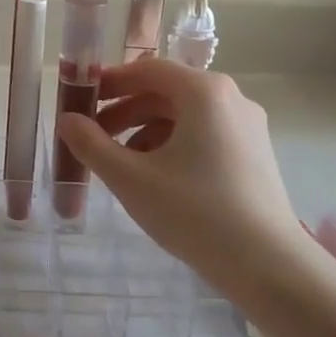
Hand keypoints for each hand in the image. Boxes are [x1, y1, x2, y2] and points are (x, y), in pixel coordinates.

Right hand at [54, 60, 300, 298]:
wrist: (269, 266)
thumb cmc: (195, 213)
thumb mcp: (130, 178)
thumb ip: (91, 144)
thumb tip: (66, 120)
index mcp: (204, 92)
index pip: (146, 70)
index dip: (109, 82)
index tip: (80, 99)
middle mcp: (230, 99)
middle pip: (165, 92)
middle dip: (124, 111)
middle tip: (92, 136)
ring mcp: (247, 127)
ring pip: (183, 116)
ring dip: (144, 130)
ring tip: (119, 163)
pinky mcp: (254, 154)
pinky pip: (203, 135)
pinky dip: (172, 145)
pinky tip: (154, 177)